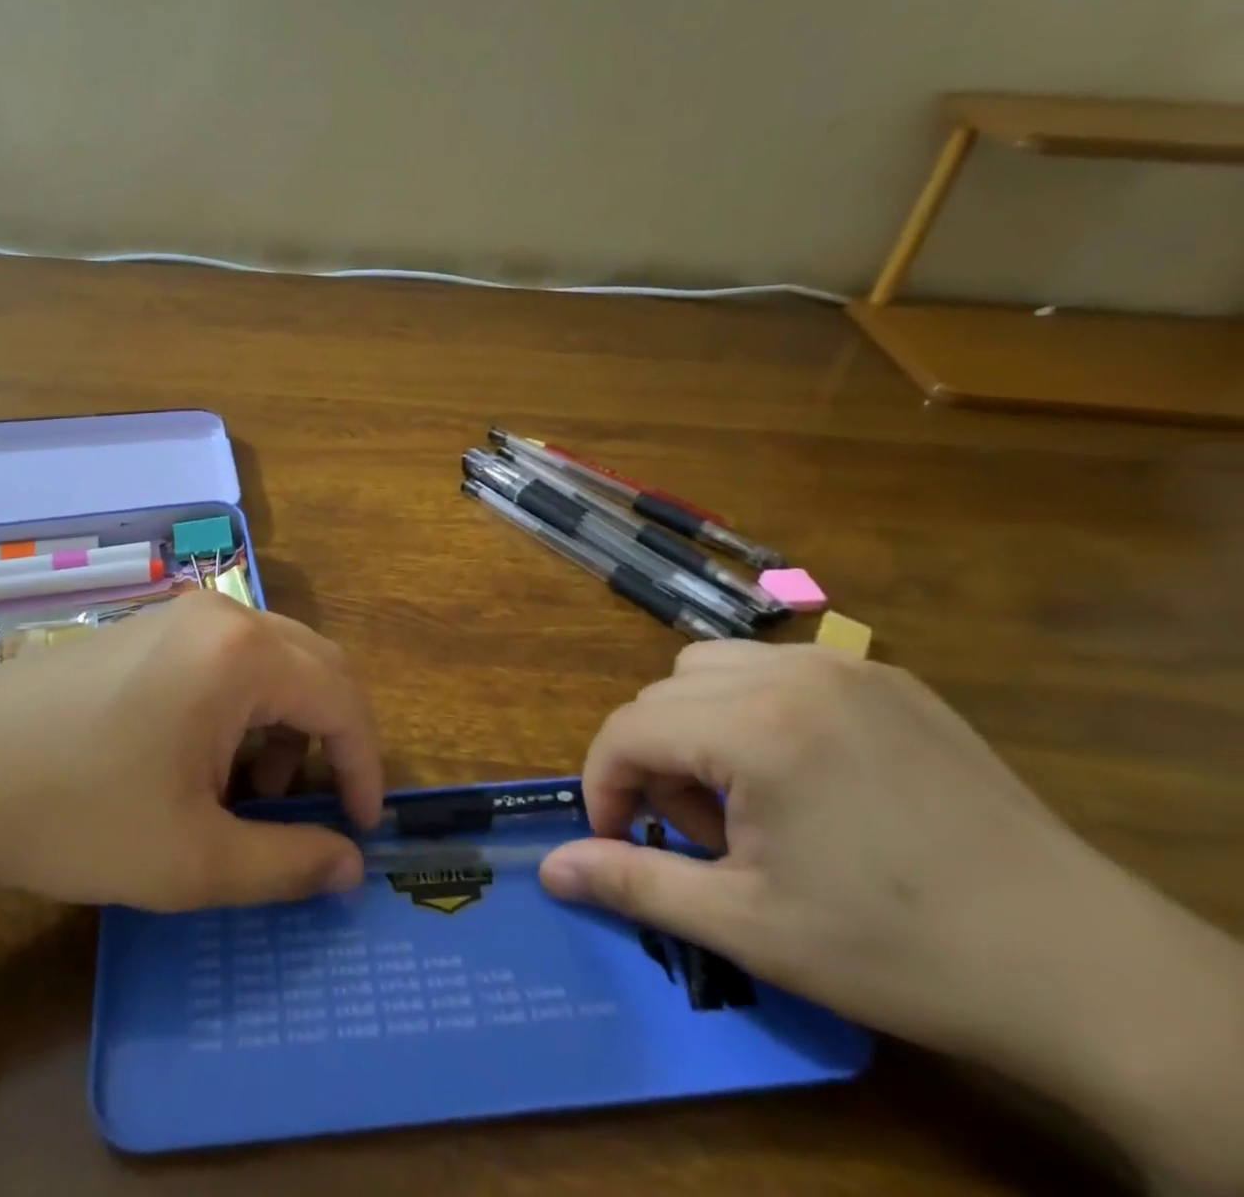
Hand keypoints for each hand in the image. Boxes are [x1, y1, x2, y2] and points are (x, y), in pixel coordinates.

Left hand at [0, 593, 383, 911]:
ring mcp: (176, 614)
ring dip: (283, 722)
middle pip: (313, 665)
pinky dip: (242, 705)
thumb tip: (348, 866)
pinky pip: (225, 658)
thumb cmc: (77, 815)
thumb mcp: (193, 861)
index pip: (340, 698)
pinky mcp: (145, 627)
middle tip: (313, 807)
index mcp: (241, 653)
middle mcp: (218, 614)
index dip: (364, 765)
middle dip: (329, 738)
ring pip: (270, 660)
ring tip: (247, 790)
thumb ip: (287, 863)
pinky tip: (201, 758)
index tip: (362, 828)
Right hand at [537, 641, 1112, 1061]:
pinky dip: (753, 708)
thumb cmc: (901, 952)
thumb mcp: (749, 927)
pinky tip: (801, 774)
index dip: (604, 787)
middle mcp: (790, 672)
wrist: (1089, 971)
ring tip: (746, 800)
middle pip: (662, 695)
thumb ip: (635, 884)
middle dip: (655, 762)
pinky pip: (776, 668)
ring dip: (696, 726)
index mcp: (754, 727)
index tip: (620, 841)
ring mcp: (844, 666)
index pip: (627, 730)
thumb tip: (549, 870)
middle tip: (700, 837)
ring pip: (710, 668)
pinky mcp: (886, 678)